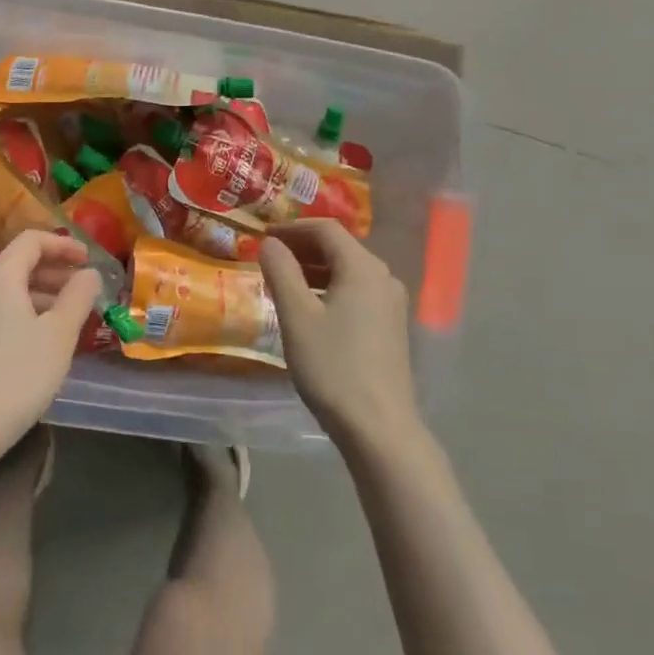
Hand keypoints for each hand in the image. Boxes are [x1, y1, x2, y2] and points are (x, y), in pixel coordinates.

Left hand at [0, 230, 100, 461]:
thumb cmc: (18, 374)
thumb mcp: (59, 333)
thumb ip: (78, 296)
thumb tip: (89, 273)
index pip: (32, 241)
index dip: (64, 245)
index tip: (90, 260)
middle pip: (20, 264)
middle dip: (56, 271)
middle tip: (86, 289)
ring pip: (11, 291)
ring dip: (44, 295)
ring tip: (73, 316)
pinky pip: (2, 313)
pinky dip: (28, 314)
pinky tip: (46, 340)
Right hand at [259, 219, 420, 454]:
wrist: (378, 427)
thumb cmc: (333, 366)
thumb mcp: (297, 316)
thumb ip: (281, 272)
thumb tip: (270, 243)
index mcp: (362, 268)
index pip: (326, 229)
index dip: (292, 228)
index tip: (263, 236)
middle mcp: (383, 278)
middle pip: (340, 248)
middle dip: (302, 247)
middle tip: (268, 257)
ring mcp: (391, 303)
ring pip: (348, 271)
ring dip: (314, 269)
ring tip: (282, 281)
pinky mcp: (390, 327)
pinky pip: (356, 292)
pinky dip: (329, 288)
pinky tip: (308, 308)